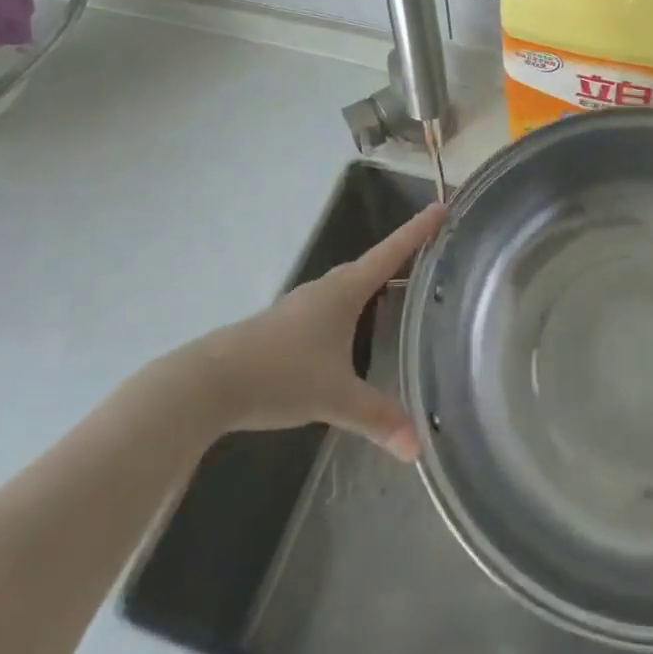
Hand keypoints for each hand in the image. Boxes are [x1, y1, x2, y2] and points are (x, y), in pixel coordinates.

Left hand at [189, 203, 444, 461]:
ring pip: (350, 287)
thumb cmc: (281, 374)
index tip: (442, 205)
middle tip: (431, 253)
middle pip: (372, 265)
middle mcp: (327, 288)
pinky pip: (333, 306)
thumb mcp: (335, 397)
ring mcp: (304, 305)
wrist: (210, 381)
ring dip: (375, 285)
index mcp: (346, 290)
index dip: (419, 230)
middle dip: (401, 257)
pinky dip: (354, 309)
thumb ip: (377, 417)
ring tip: (400, 293)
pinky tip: (354, 333)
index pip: (391, 252)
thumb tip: (418, 448)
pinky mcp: (288, 325)